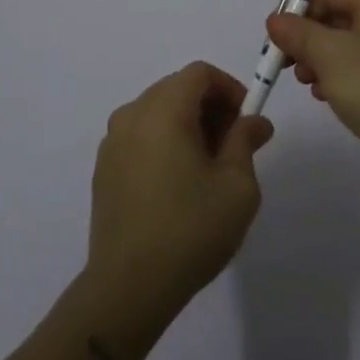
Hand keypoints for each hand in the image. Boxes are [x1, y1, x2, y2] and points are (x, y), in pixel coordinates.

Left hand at [87, 63, 274, 324]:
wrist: (128, 287)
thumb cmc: (190, 230)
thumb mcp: (237, 186)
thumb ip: (245, 142)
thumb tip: (255, 122)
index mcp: (163, 110)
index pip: (199, 73)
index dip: (229, 87)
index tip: (246, 120)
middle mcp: (132, 115)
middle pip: (176, 88)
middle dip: (210, 106)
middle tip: (233, 144)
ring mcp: (112, 142)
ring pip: (157, 112)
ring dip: (187, 124)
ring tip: (208, 167)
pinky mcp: (104, 169)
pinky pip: (140, 136)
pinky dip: (163, 142)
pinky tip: (178, 184)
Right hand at [267, 0, 359, 193]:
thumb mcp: (330, 56)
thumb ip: (298, 33)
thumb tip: (275, 19)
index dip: (295, 15)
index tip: (275, 44)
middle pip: (334, 17)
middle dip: (307, 41)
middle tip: (290, 68)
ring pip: (345, 44)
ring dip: (320, 62)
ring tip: (311, 86)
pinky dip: (340, 77)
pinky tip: (329, 97)